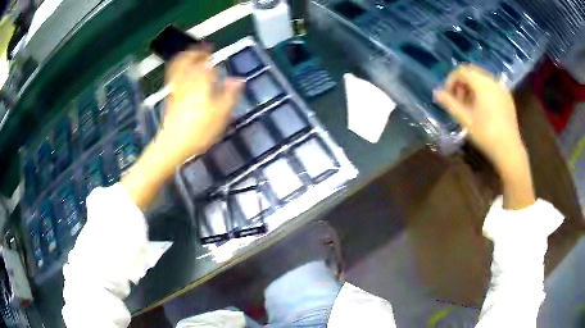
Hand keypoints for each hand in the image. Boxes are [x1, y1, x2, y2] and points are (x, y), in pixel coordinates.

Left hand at [159, 49, 243, 163]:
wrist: (173, 145)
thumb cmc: (199, 131)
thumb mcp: (220, 115)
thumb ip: (230, 95)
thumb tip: (239, 80)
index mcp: (201, 84)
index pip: (205, 64)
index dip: (207, 56)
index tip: (211, 50)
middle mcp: (187, 83)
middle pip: (187, 62)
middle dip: (193, 53)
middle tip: (201, 48)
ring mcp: (176, 91)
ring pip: (177, 69)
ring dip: (183, 59)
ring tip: (189, 55)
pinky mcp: (170, 101)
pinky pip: (173, 80)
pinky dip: (177, 72)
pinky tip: (181, 75)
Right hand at [433, 65, 522, 167]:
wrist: (509, 150)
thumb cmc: (486, 134)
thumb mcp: (465, 119)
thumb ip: (450, 103)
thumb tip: (436, 93)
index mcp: (482, 83)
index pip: (461, 71)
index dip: (451, 81)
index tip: (448, 96)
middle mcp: (492, 80)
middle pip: (472, 72)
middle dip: (461, 84)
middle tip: (458, 101)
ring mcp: (501, 88)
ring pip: (482, 79)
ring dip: (472, 88)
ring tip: (469, 106)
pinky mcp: (507, 97)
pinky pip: (491, 86)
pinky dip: (483, 92)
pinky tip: (482, 108)